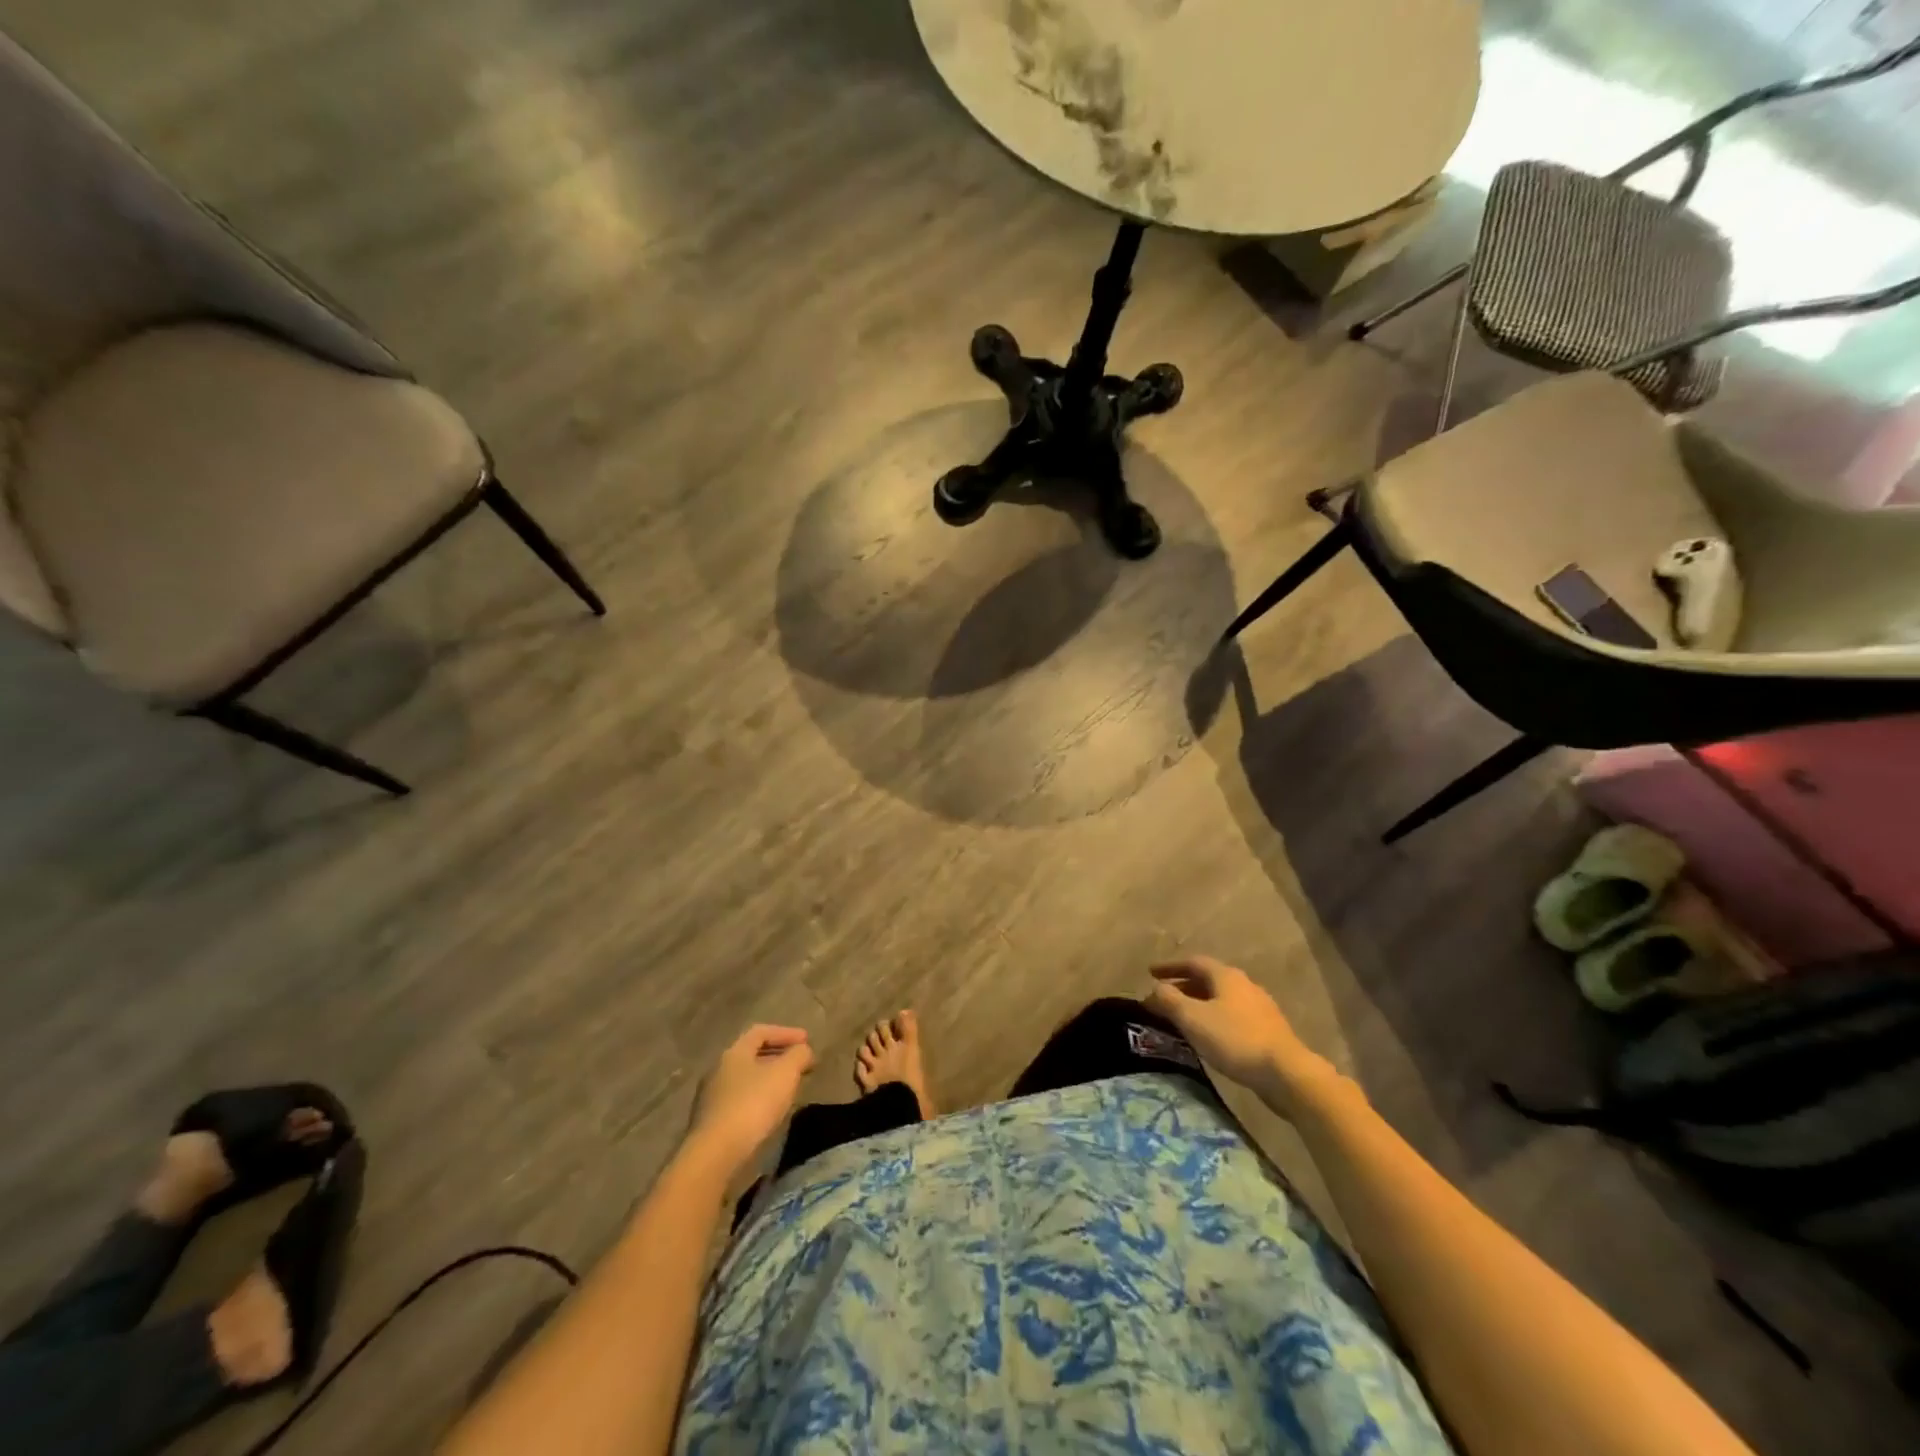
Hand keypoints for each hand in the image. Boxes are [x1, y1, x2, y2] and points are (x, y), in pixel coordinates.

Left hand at [686, 1025, 815, 1175]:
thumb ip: (798, 1055)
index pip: (760, 1032)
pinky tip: (771, 1112)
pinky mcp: (711, 1124)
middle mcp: (718, 1070)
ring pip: (746, 1080)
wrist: (715, 1155)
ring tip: (789, 1090)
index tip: (807, 1041)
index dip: (786, 1033)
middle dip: (778, 1057)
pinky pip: (740, 1102)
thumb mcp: (785, 1073)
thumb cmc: (753, 1104)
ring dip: (769, 1080)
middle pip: (751, 1056)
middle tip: (800, 1065)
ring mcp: (711, 1098)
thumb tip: (803, 1050)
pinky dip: (759, 1100)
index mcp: (734, 1053)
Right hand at [1146, 957, 1331, 1106]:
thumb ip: (1169, 1000)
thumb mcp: (1193, 1018)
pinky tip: (1209, 1036)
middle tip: (1163, 998)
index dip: (1170, 967)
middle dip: (1183, 986)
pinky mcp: (1267, 1030)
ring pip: (1221, 999)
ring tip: (1182, 1018)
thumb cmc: (1235, 1039)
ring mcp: (1259, 1008)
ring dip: (1199, 1004)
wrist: (1286, 1073)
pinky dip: (1214, 1019)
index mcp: (1226, 976)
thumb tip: (1153, 990)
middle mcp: (1244, 985)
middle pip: (1208, 980)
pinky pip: (1232, 1016)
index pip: (1193, 962)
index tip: (1150, 973)